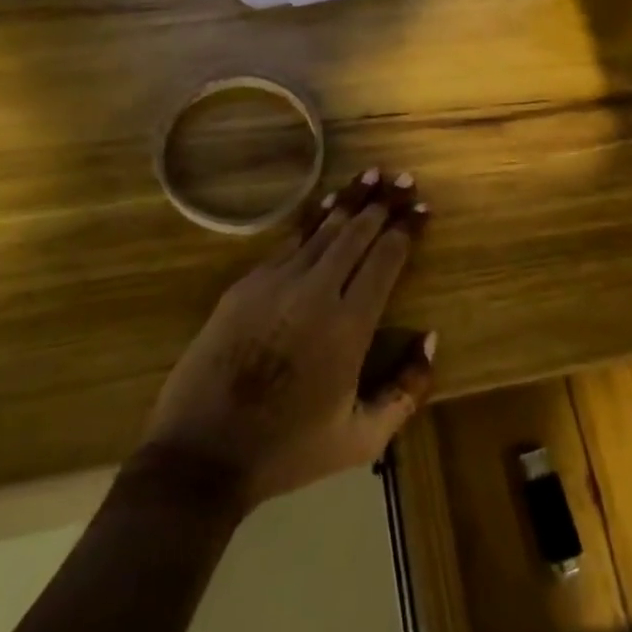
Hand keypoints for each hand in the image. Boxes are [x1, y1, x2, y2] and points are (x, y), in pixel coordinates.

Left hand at [141, 168, 435, 511]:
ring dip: (350, 199)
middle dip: (384, 202)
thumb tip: (430, 339)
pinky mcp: (244, 286)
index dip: (406, 230)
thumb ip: (406, 390)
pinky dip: (312, 220)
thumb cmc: (288, 451)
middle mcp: (315, 292)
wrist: (201, 456)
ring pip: (322, 228)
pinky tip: (324, 206)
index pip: (386, 259)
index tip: (423, 210)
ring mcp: (274, 284)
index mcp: (348, 325)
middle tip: (405, 179)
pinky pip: (288, 242)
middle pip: (356, 232)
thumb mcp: (362, 439)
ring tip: (372, 175)